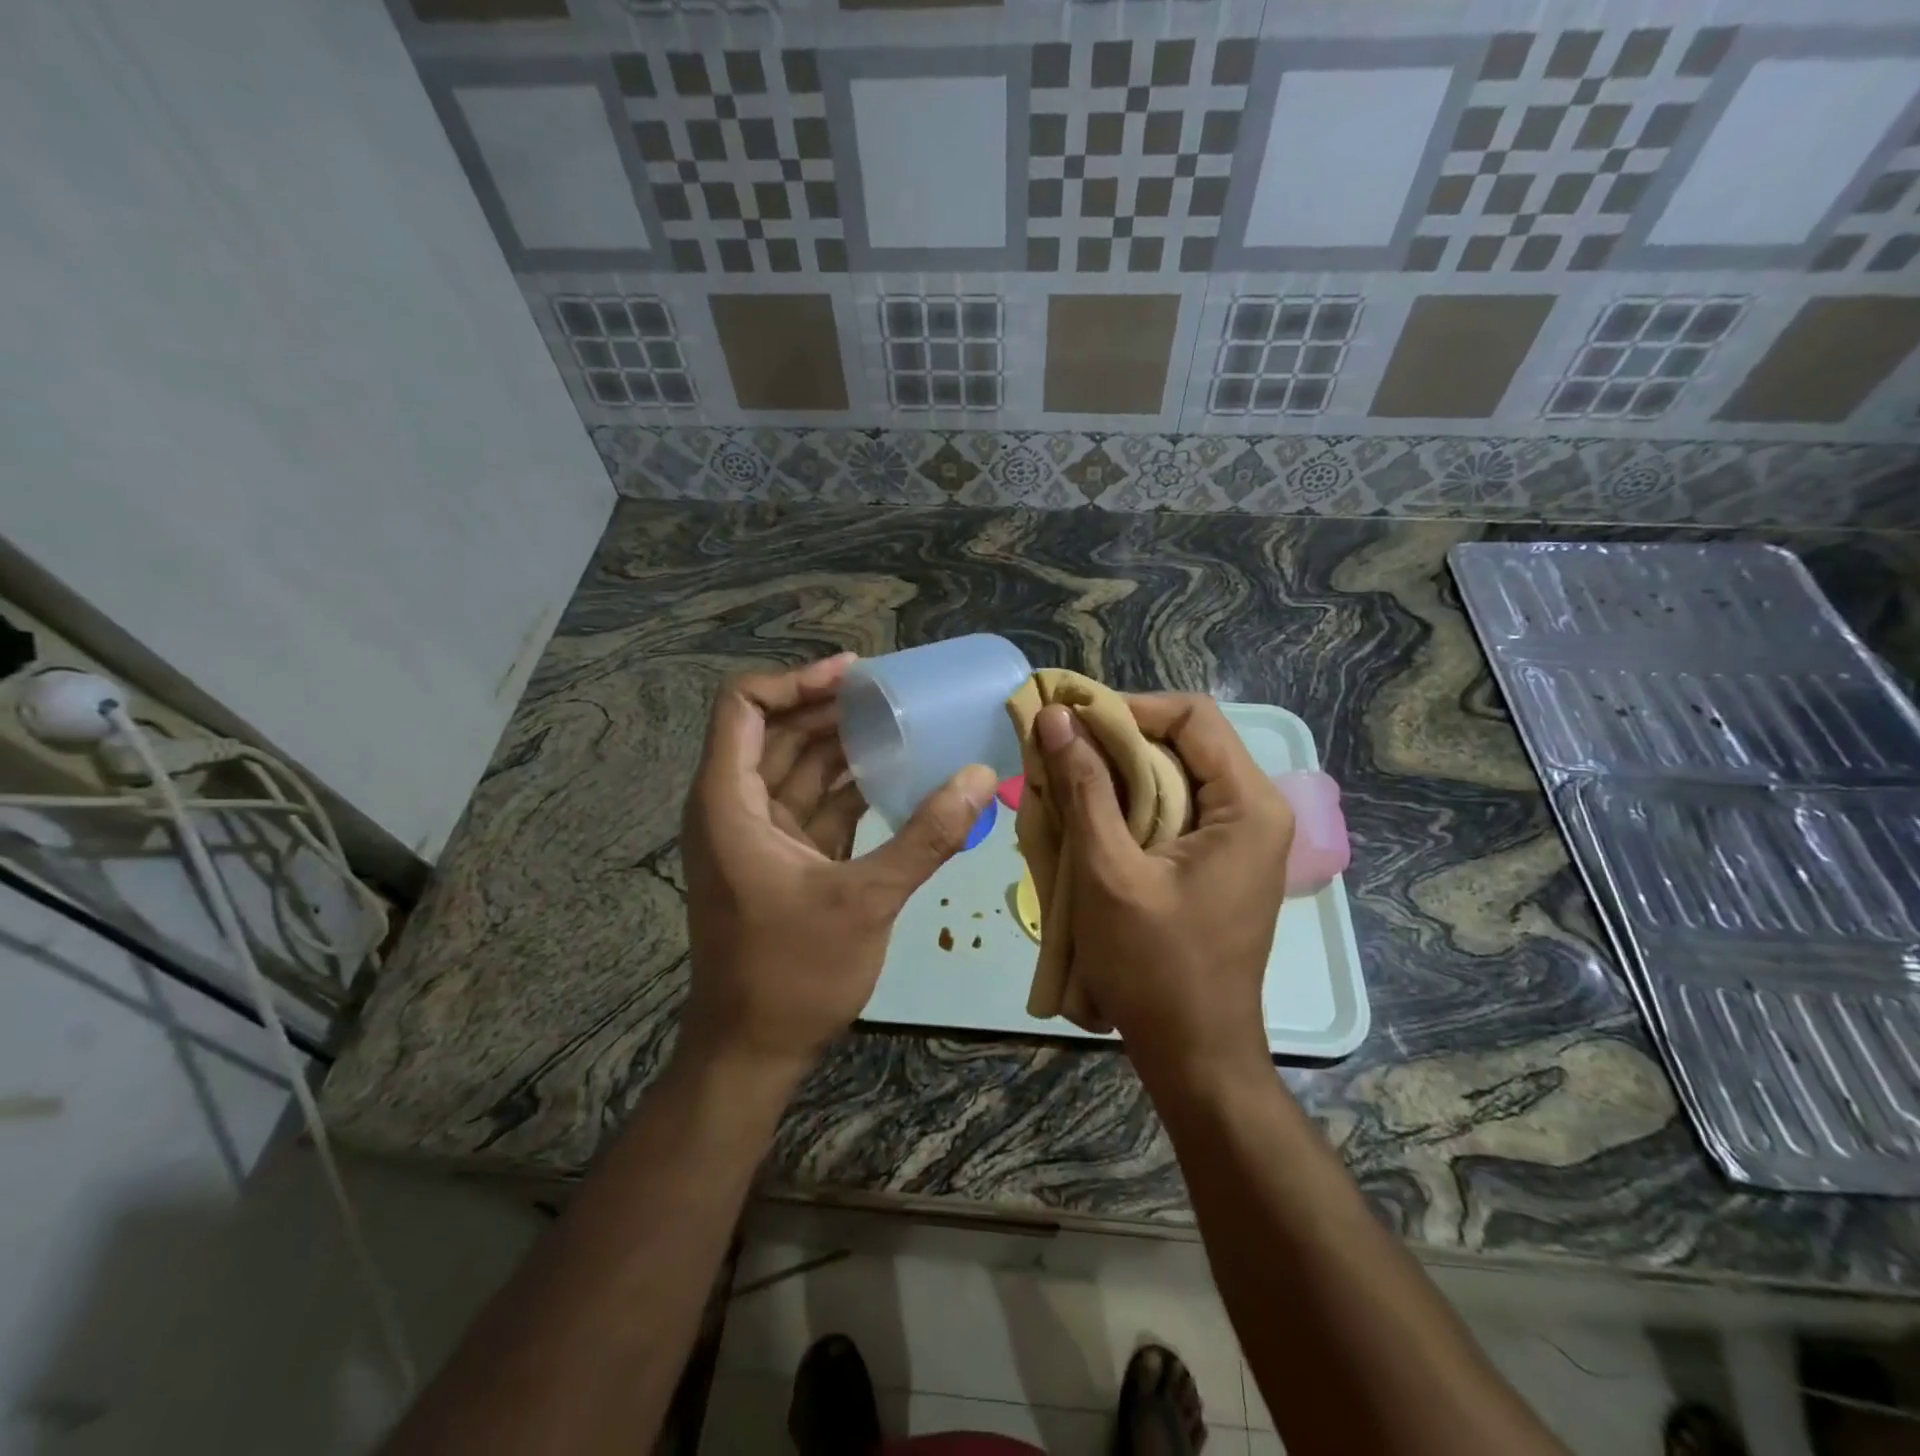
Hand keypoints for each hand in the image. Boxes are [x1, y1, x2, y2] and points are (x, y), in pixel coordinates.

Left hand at [679, 654, 997, 1073]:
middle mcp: (736, 807)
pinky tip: (896, 775)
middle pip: (778, 732)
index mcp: (729, 802)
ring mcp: (759, 834)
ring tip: (903, 722)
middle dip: (831, 708)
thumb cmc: (792, 973)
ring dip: (844, 744)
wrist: (753, 1051)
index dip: (795, 680)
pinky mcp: (784, 859)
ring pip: (799, 767)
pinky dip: (850, 787)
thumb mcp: (865, 900)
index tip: (855, 676)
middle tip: (895, 693)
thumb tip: (983, 776)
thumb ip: (926, 836)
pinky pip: (816, 804)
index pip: (745, 707)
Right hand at [1035, 694, 1293, 1085]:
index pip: (1192, 716)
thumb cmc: (1154, 966)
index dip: (1128, 707)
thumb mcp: (1109, 871)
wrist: (1194, 1053)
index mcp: (1248, 805)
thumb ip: (1084, 788)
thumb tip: (1054, 718)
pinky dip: (1129, 804)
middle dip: (1115, 740)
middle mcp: (1255, 810)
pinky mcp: (1219, 861)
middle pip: (1183, 742)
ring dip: (1117, 774)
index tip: (1069, 721)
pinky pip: (1173, 810)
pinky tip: (1087, 818)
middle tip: (1055, 750)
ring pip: (1174, 775)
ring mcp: (1240, 839)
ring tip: (1062, 781)